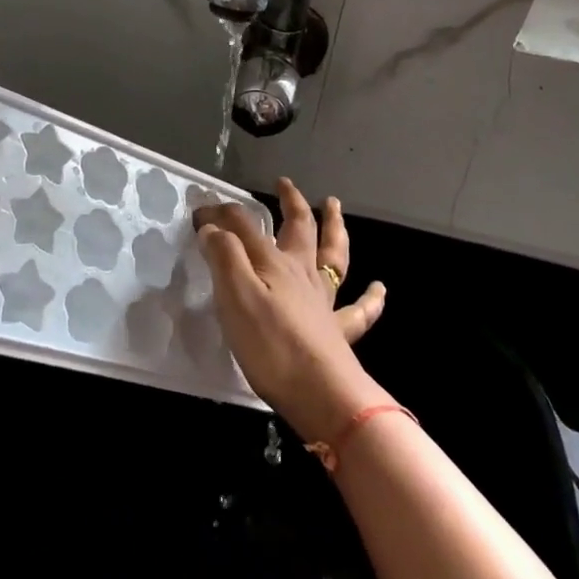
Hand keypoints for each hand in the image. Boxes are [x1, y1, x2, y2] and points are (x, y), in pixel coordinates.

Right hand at [195, 178, 387, 441]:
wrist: (321, 393)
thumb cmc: (271, 344)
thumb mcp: (235, 296)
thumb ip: (224, 256)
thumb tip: (213, 226)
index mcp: (275, 263)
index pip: (245, 225)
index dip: (222, 214)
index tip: (199, 212)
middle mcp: (302, 273)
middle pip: (300, 228)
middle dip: (291, 202)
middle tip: (285, 184)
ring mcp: (324, 301)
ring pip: (333, 256)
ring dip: (334, 228)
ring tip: (333, 206)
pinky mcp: (339, 332)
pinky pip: (360, 311)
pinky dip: (371, 298)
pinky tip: (379, 288)